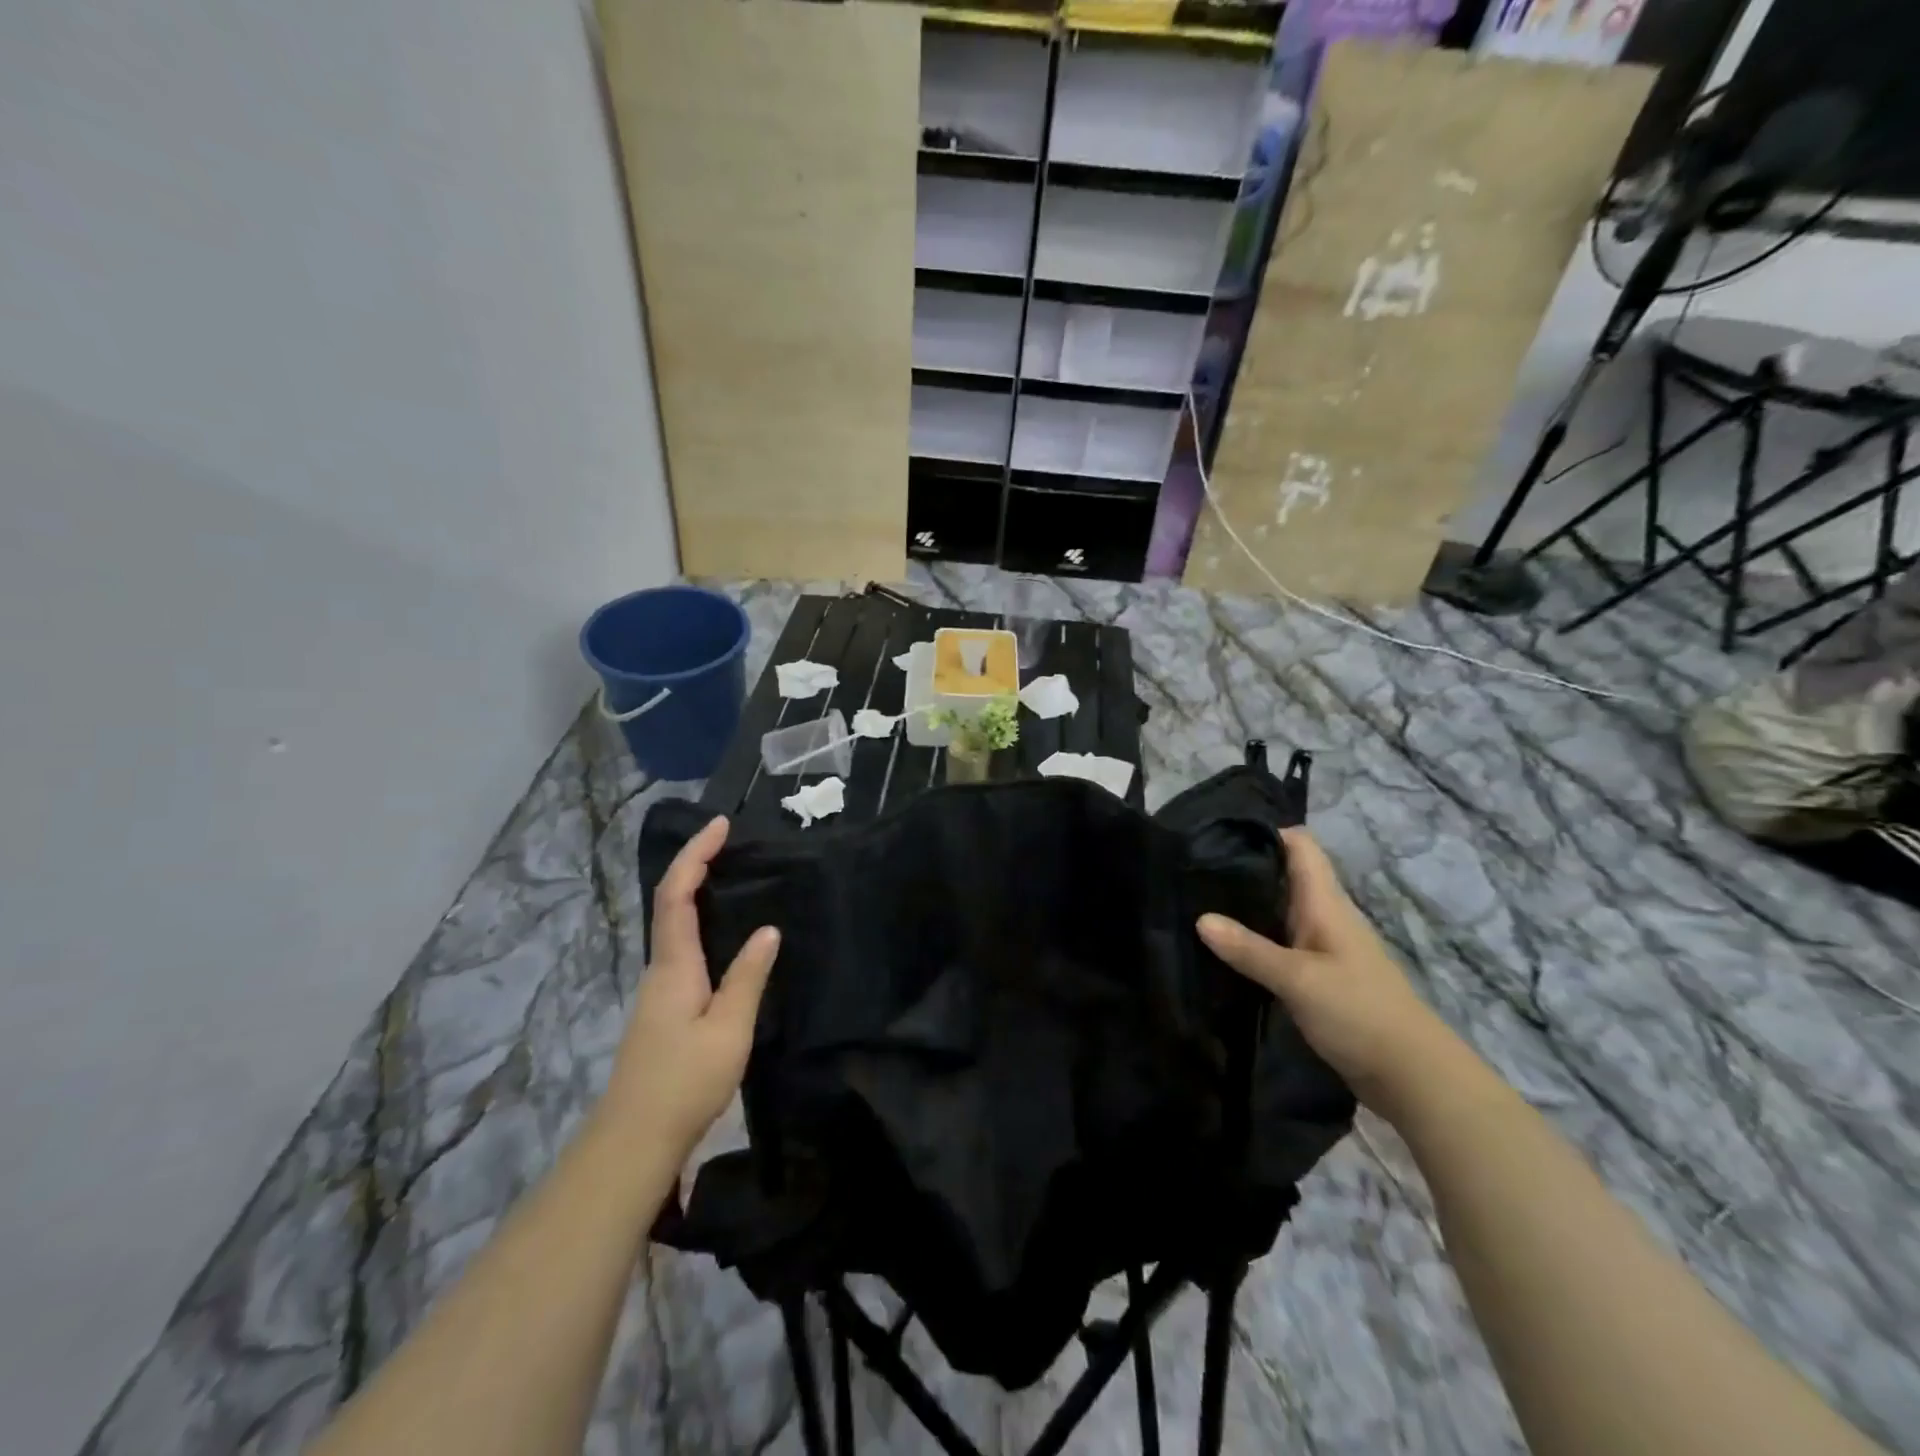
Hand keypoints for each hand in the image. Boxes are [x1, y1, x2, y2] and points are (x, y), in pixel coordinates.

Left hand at [604, 816, 779, 1159]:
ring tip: (733, 875)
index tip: (720, 825)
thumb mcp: (728, 1030)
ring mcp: (658, 989)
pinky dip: (699, 921)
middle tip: (730, 842)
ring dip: (696, 891)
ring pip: (673, 925)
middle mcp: (660, 968)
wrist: (633, 1141)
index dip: (695, 855)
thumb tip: (768, 930)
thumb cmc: (684, 1082)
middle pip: (670, 902)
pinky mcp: (664, 1008)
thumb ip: (747, 977)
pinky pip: (681, 947)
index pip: (676, 895)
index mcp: (674, 965)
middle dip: (695, 864)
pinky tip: (724, 932)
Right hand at [1198, 828, 1449, 1108]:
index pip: (1300, 846)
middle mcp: (1325, 917)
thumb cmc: (1359, 1012)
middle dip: (1245, 867)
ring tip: (1199, 900)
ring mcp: (1324, 948)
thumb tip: (1200, 918)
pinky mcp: (1319, 976)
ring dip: (1247, 905)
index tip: (1220, 832)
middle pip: (1285, 876)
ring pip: (1280, 910)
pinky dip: (1255, 938)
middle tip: (1194, 866)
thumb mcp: (1298, 979)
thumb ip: (1249, 949)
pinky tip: (1226, 947)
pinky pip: (1281, 943)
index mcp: (1326, 904)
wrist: (1412, 1076)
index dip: (1266, 831)